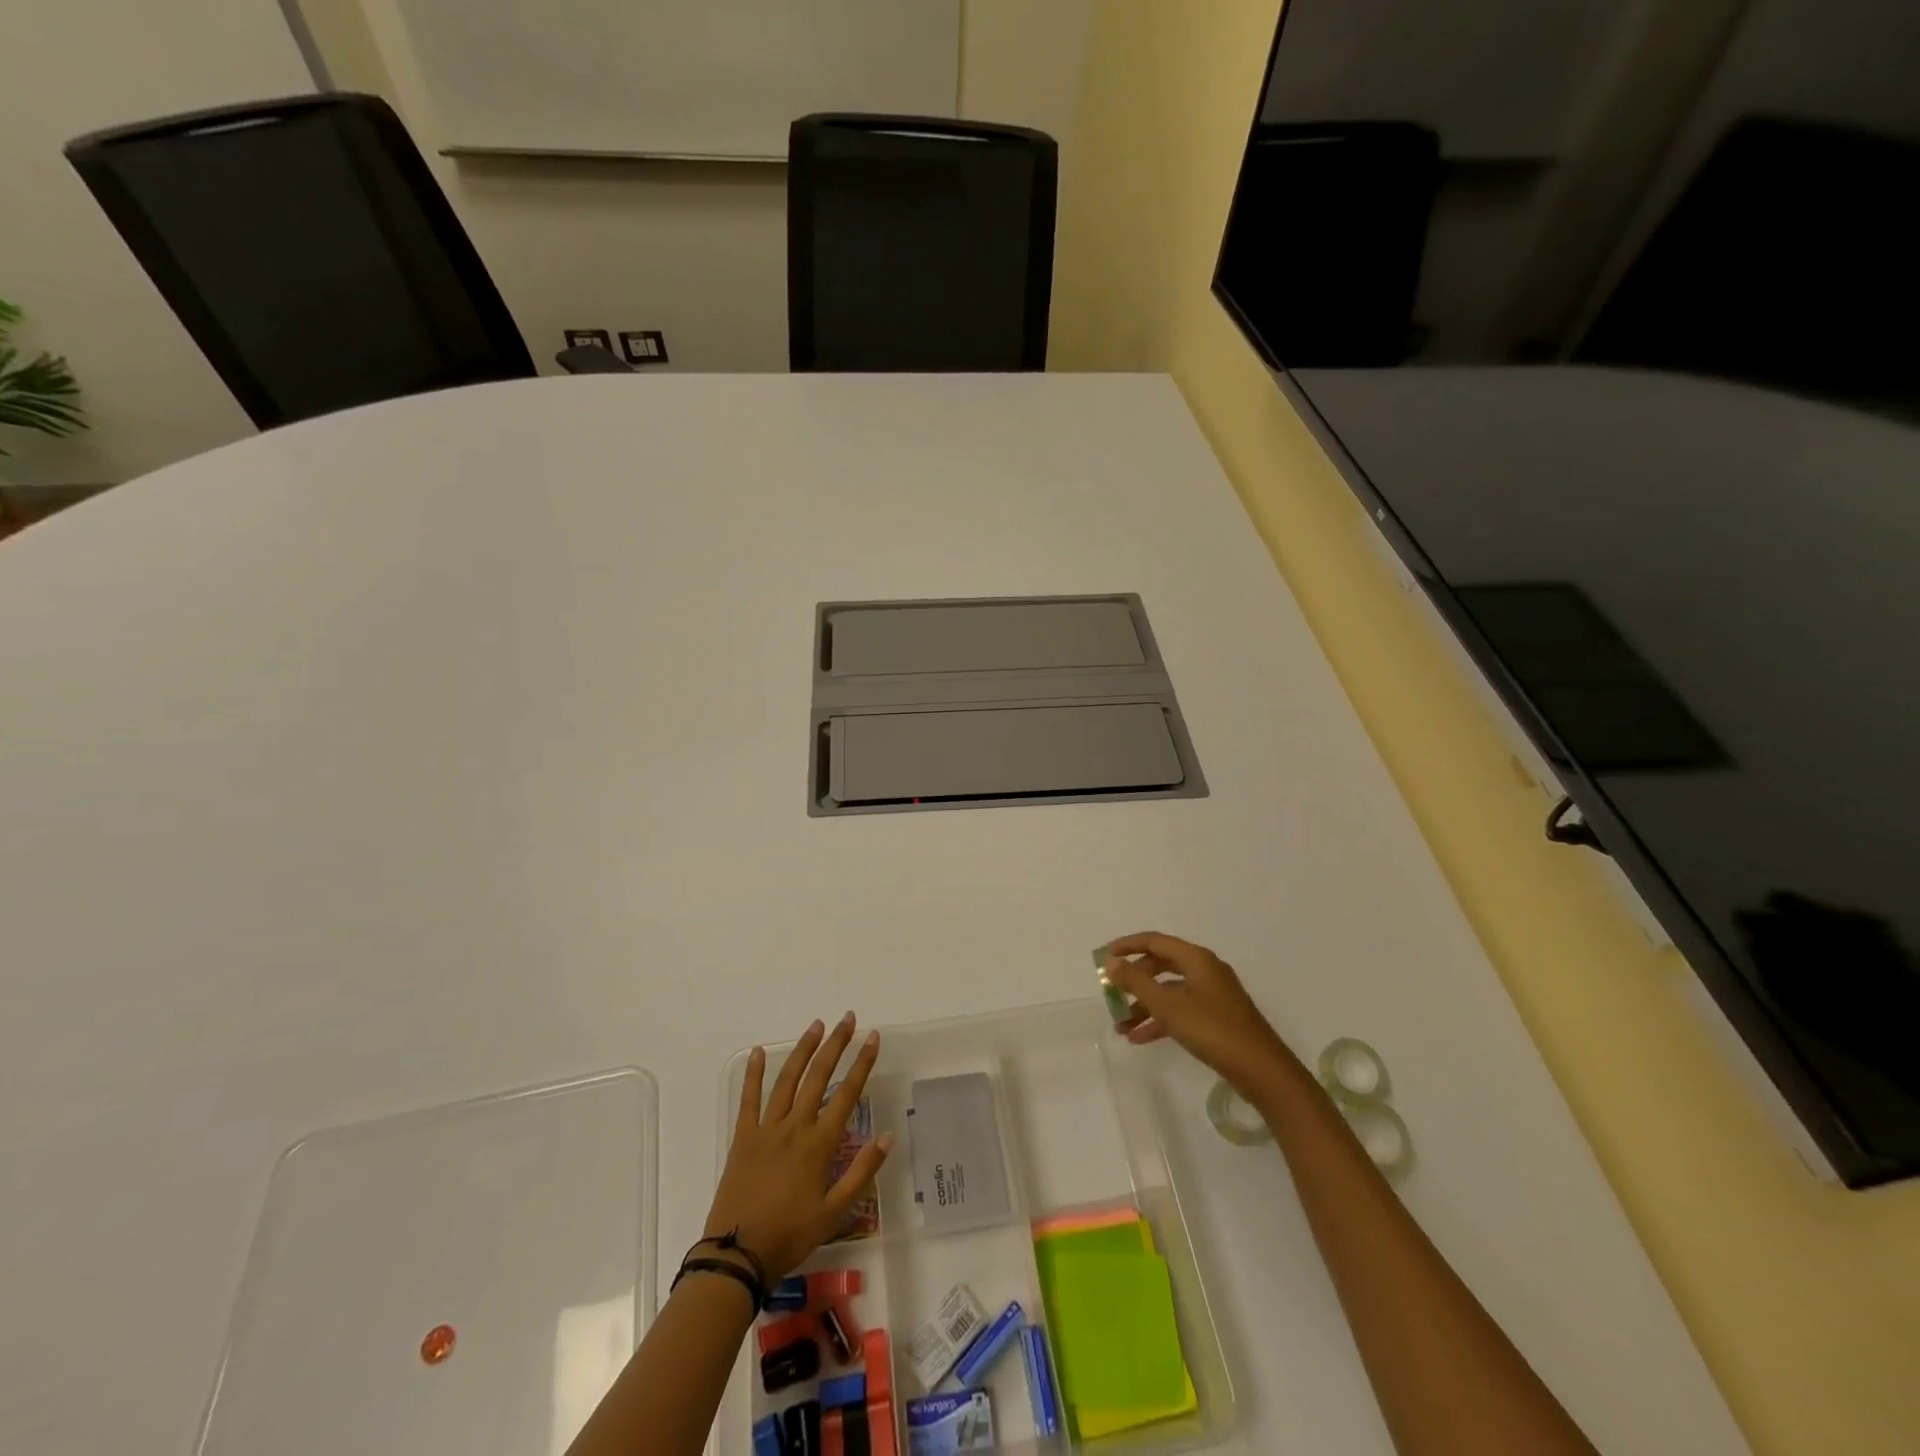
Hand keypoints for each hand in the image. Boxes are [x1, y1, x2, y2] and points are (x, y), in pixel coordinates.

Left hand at [704, 1013, 891, 1280]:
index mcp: (818, 1145)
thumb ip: (862, 1173)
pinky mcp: (743, 1138)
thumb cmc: (790, 1236)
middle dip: (835, 1045)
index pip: (847, 1094)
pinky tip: (759, 1051)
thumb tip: (887, 1136)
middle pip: (819, 1076)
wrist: (737, 1256)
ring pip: (788, 1080)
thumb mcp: (834, 1213)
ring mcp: (766, 1129)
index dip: (862, 1063)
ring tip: (816, 1025)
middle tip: (848, 1019)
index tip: (872, 1037)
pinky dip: (754, 1073)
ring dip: (803, 1050)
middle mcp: (794, 1127)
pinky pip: (749, 1099)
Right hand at [1104, 933, 1296, 1096]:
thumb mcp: (1168, 1005)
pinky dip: (1160, 1020)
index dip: (1128, 946)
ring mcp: (1213, 995)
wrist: (1262, 1071)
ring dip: (1144, 1006)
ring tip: (1121, 1027)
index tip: (1105, 956)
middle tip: (1112, 994)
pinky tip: (1141, 1039)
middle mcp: (1205, 970)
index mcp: (1196, 959)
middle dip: (1135, 981)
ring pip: (1170, 992)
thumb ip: (1136, 982)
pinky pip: (1181, 1010)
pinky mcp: (1217, 1018)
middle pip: (1161, 966)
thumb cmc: (1212, 1030)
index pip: (1155, 941)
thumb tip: (1112, 961)